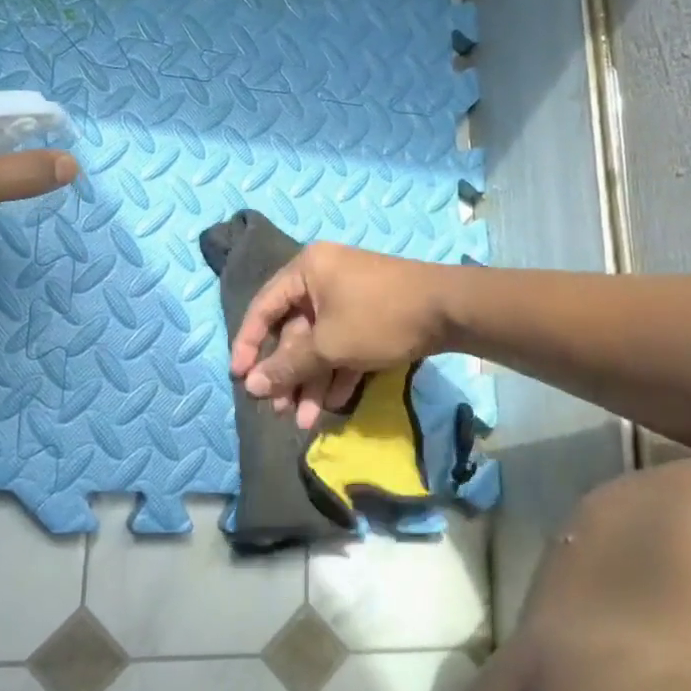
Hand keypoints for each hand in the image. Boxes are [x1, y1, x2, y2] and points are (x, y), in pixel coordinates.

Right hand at [229, 242, 454, 428]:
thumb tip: (252, 385)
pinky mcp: (371, 316)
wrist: (451, 310)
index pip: (264, 307)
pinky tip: (333, 405)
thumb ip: (288, 365)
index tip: (239, 377)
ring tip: (305, 421)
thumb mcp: (328, 345)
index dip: (248, 344)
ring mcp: (350, 297)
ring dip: (312, 381)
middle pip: (294, 331)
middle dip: (288, 374)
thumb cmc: (379, 318)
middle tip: (279, 410)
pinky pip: (344, 344)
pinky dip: (338, 372)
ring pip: (320, 343)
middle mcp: (324, 278)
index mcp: (307, 270)